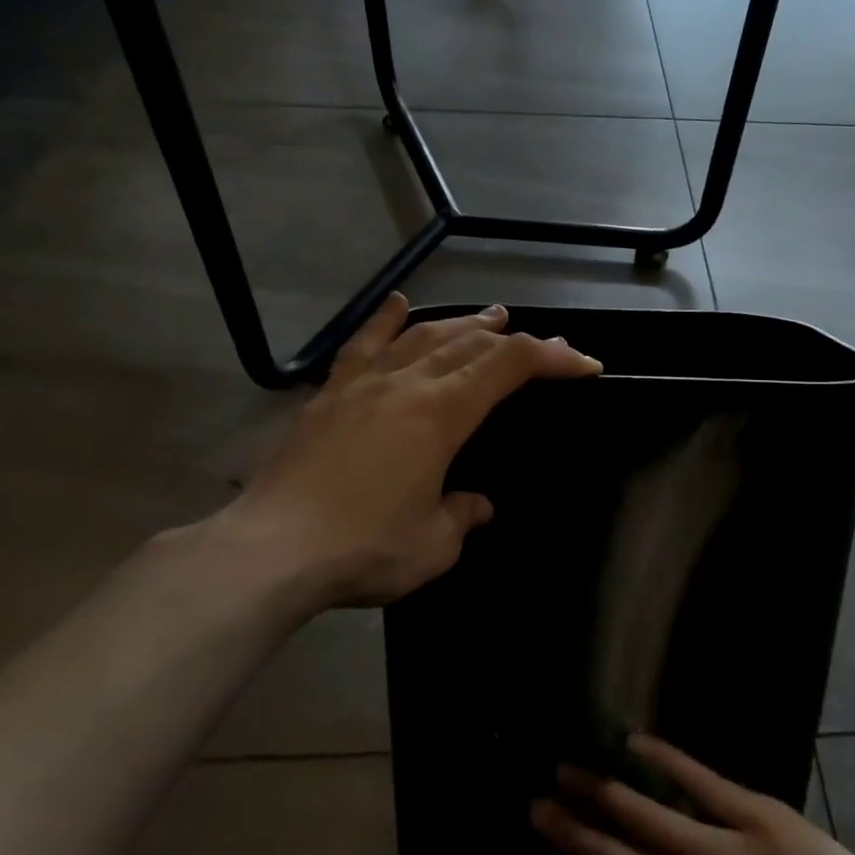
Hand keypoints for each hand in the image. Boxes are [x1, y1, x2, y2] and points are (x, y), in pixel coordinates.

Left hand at [206, 294, 599, 610]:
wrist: (270, 550)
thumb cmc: (362, 548)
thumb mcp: (432, 546)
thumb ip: (461, 516)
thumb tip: (476, 505)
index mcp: (441, 414)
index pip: (509, 366)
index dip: (552, 358)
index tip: (584, 364)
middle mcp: (407, 384)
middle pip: (470, 343)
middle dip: (513, 338)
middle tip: (540, 342)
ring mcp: (363, 384)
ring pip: (422, 335)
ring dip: (461, 323)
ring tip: (488, 317)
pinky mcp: (328, 395)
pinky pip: (362, 345)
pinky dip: (384, 321)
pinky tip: (397, 304)